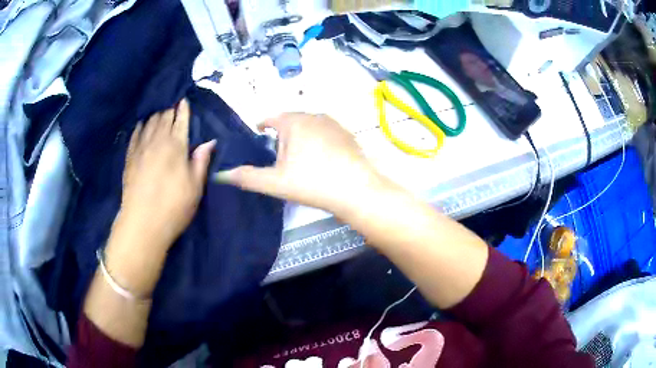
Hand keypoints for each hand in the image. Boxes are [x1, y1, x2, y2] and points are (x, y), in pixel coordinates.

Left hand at [118, 99, 215, 250]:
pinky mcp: (129, 158)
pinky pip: (134, 135)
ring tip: (159, 114)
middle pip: (164, 117)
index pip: (181, 120)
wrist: (143, 223)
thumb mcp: (195, 187)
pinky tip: (141, 125)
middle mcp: (158, 141)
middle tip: (173, 108)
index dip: (184, 109)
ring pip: (149, 123)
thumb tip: (210, 142)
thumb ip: (201, 161)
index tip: (184, 100)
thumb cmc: (174, 207)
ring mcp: (141, 148)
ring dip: (156, 116)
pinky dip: (139, 127)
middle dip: (170, 110)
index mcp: (176, 146)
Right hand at [214, 113, 395, 217]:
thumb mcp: (275, 182)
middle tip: (277, 155)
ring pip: (309, 126)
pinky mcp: (348, 135)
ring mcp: (334, 124)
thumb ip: (247, 177)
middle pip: (291, 121)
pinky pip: (325, 133)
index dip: (262, 124)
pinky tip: (320, 159)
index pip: (271, 118)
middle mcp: (315, 116)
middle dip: (281, 134)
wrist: (357, 190)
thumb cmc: (313, 182)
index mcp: (295, 122)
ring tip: (298, 158)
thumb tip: (221, 175)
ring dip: (300, 137)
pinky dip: (317, 141)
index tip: (258, 132)